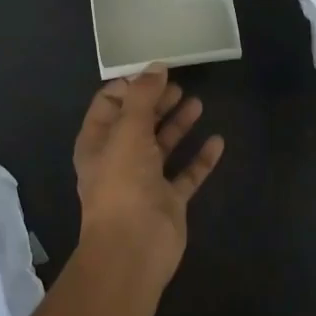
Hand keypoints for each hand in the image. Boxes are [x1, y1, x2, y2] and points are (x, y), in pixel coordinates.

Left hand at [72, 66, 224, 279]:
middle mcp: (119, 158)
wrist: (134, 248)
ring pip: (163, 145)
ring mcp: (145, 181)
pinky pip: (187, 173)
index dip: (130, 84)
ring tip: (198, 103)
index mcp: (98, 141)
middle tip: (180, 85)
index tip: (156, 69)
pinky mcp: (169, 200)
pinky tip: (218, 141)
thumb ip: (142, 97)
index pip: (110, 103)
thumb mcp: (128, 131)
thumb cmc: (123, 184)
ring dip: (179, 124)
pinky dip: (201, 158)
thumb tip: (156, 67)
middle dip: (157, 101)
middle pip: (139, 121)